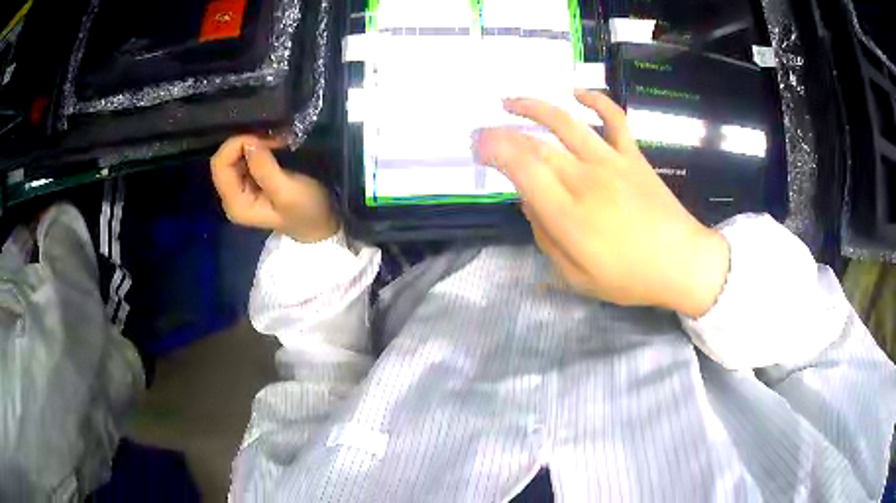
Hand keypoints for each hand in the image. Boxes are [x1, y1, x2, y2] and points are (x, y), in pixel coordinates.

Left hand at [210, 135, 337, 242]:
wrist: (322, 225)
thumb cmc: (307, 211)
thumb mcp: (287, 191)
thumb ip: (265, 168)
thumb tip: (249, 143)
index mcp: (236, 203)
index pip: (220, 165)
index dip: (237, 145)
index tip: (264, 140)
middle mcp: (232, 197)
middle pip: (223, 159)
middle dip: (245, 143)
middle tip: (273, 139)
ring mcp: (240, 190)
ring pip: (233, 157)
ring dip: (252, 144)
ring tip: (276, 141)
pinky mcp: (250, 183)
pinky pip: (243, 159)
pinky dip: (256, 148)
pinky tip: (273, 146)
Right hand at [473, 91, 729, 317]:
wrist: (681, 262)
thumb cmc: (629, 277)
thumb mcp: (576, 277)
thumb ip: (546, 239)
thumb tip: (531, 204)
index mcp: (569, 214)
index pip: (522, 169)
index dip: (494, 150)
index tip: (478, 147)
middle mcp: (585, 179)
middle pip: (536, 144)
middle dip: (502, 134)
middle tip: (483, 132)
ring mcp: (611, 162)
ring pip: (566, 121)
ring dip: (534, 107)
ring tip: (511, 102)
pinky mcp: (632, 155)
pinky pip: (613, 118)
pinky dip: (596, 100)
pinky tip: (577, 93)